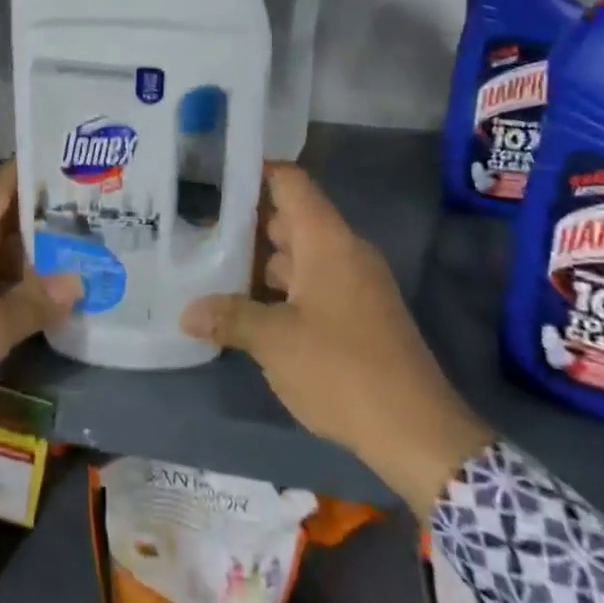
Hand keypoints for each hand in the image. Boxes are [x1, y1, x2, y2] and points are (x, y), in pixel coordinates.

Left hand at [0, 163, 79, 441]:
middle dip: (43, 215)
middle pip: (0, 217)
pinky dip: (12, 282)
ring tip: (80, 249)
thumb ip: (33, 303)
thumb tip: (77, 279)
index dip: (32, 170)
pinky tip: (42, 295)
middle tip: (93, 213)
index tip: (73, 164)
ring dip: (31, 252)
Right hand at [181, 163, 492, 517]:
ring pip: (300, 256)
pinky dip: (282, 289)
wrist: (417, 431)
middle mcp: (344, 252)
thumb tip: (186, 311)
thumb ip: (229, 317)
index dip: (255, 171)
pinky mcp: (359, 314)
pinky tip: (249, 308)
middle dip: (247, 224)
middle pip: (291, 219)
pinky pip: (313, 284)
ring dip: (261, 262)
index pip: (290, 182)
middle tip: (198, 228)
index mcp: (327, 240)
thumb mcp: (275, 341)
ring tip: (213, 268)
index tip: (215, 173)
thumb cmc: (341, 369)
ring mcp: (355, 284)